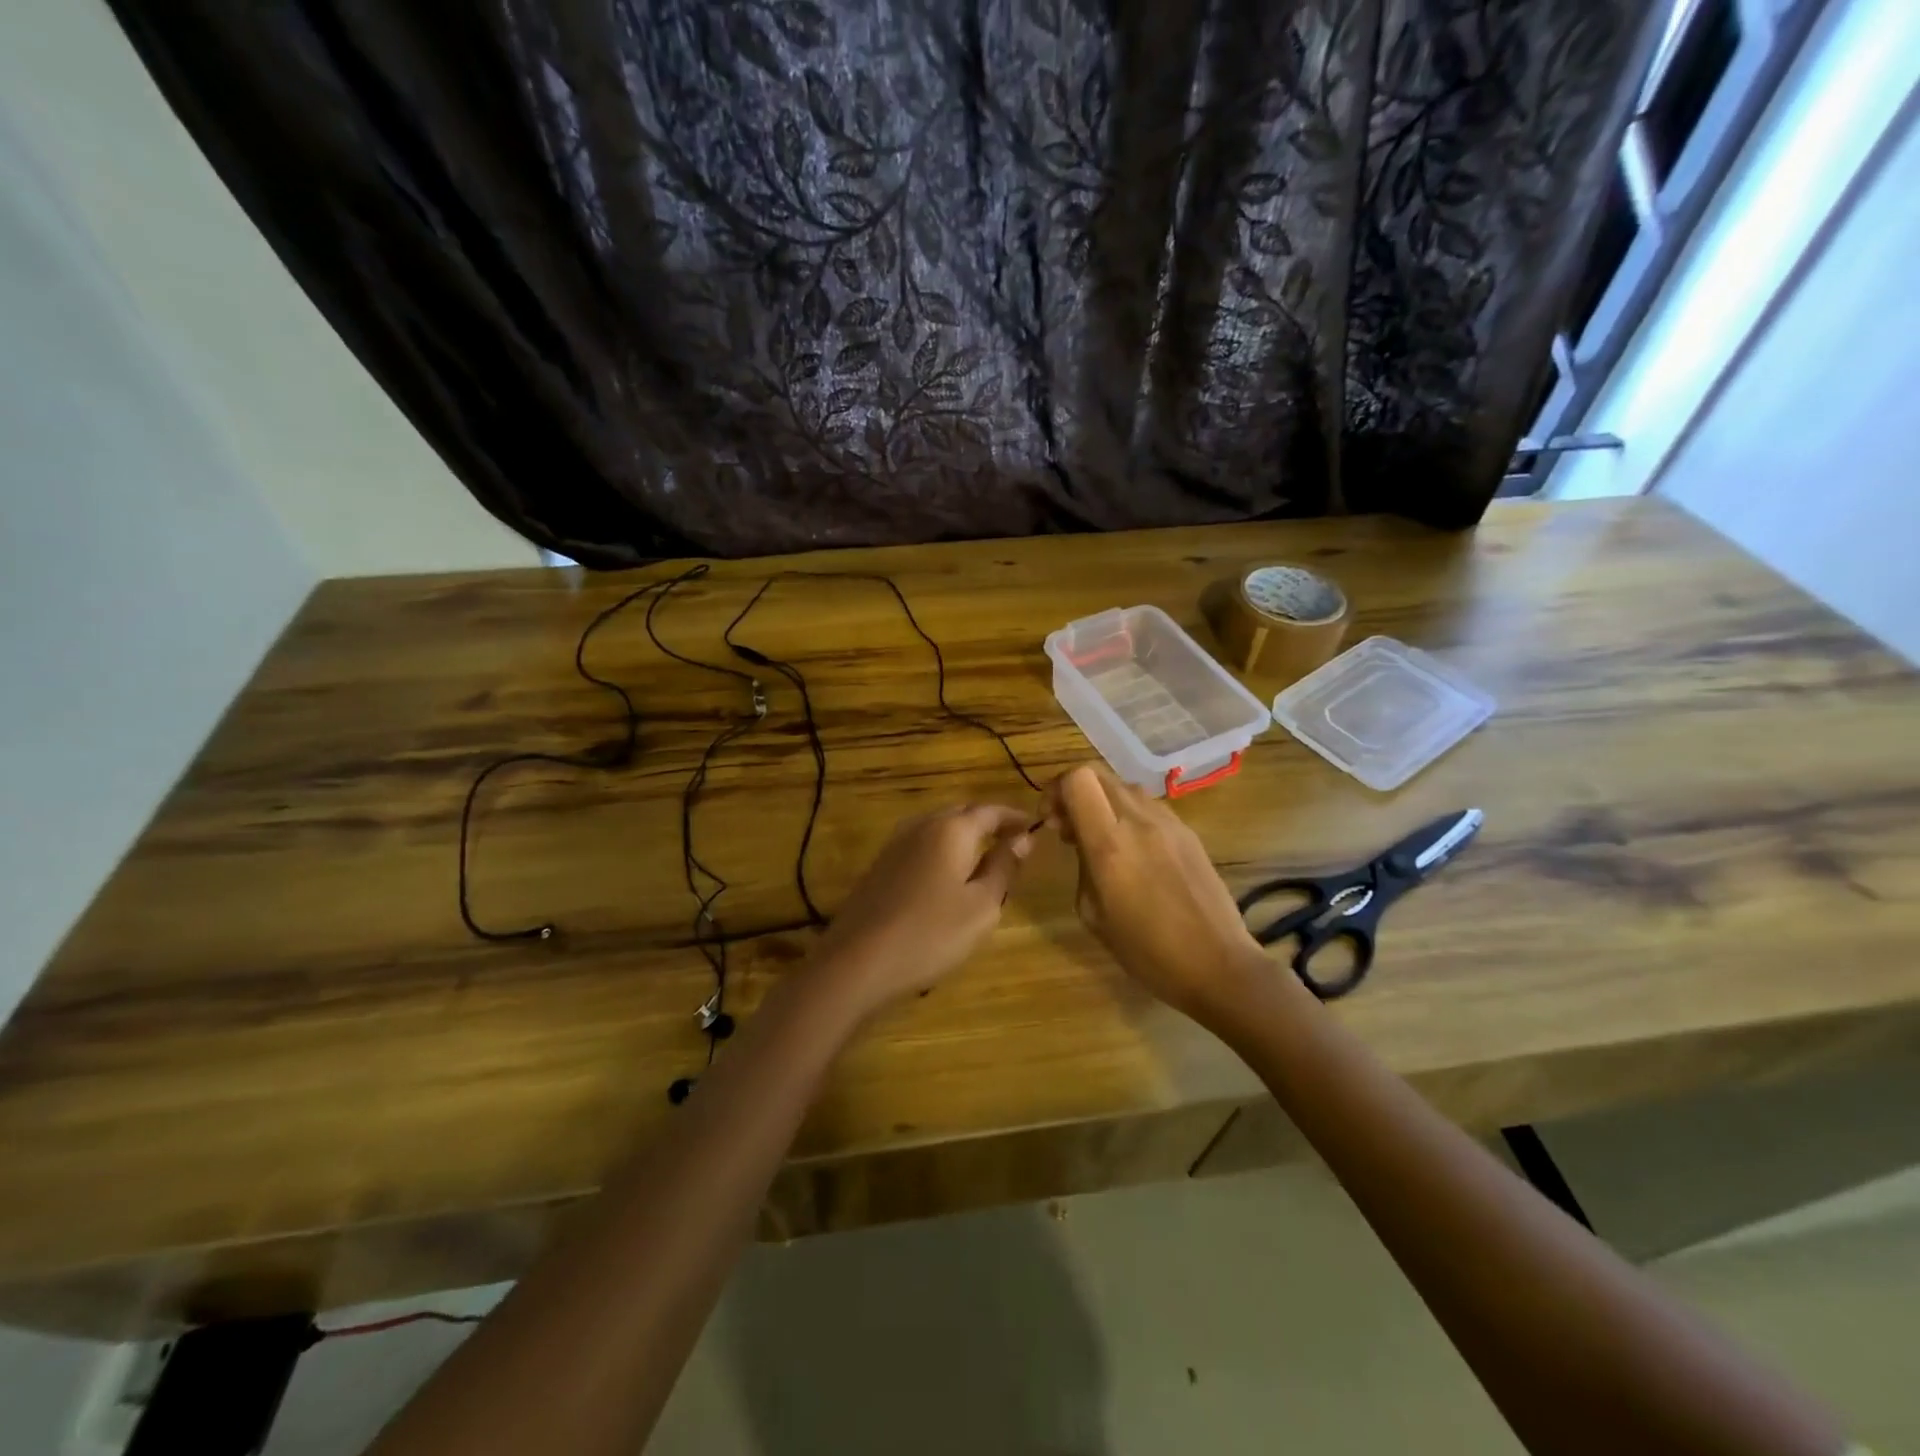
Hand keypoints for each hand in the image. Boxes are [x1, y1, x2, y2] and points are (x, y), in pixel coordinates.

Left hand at [811, 804, 1033, 1017]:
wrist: (858, 961)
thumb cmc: (931, 933)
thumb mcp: (981, 906)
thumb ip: (1003, 867)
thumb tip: (1022, 838)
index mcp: (951, 829)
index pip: (991, 810)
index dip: (1014, 817)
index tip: (1034, 828)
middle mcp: (922, 825)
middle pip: (962, 813)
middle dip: (988, 823)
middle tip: (1012, 844)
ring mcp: (895, 844)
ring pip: (938, 828)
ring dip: (963, 837)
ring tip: (984, 861)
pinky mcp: (880, 865)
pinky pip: (920, 845)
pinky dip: (941, 851)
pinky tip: (947, 878)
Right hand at [1045, 765, 1271, 1021]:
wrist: (1218, 964)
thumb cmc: (1147, 951)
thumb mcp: (1094, 914)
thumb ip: (1082, 865)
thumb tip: (1081, 841)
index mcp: (1110, 844)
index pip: (1077, 780)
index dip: (1055, 790)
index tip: (1051, 820)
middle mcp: (1139, 821)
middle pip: (1098, 773)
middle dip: (1074, 792)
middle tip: (1069, 827)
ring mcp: (1169, 822)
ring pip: (1123, 786)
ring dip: (1103, 802)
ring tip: (1100, 838)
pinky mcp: (1188, 831)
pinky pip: (1148, 806)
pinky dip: (1128, 814)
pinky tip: (1132, 850)